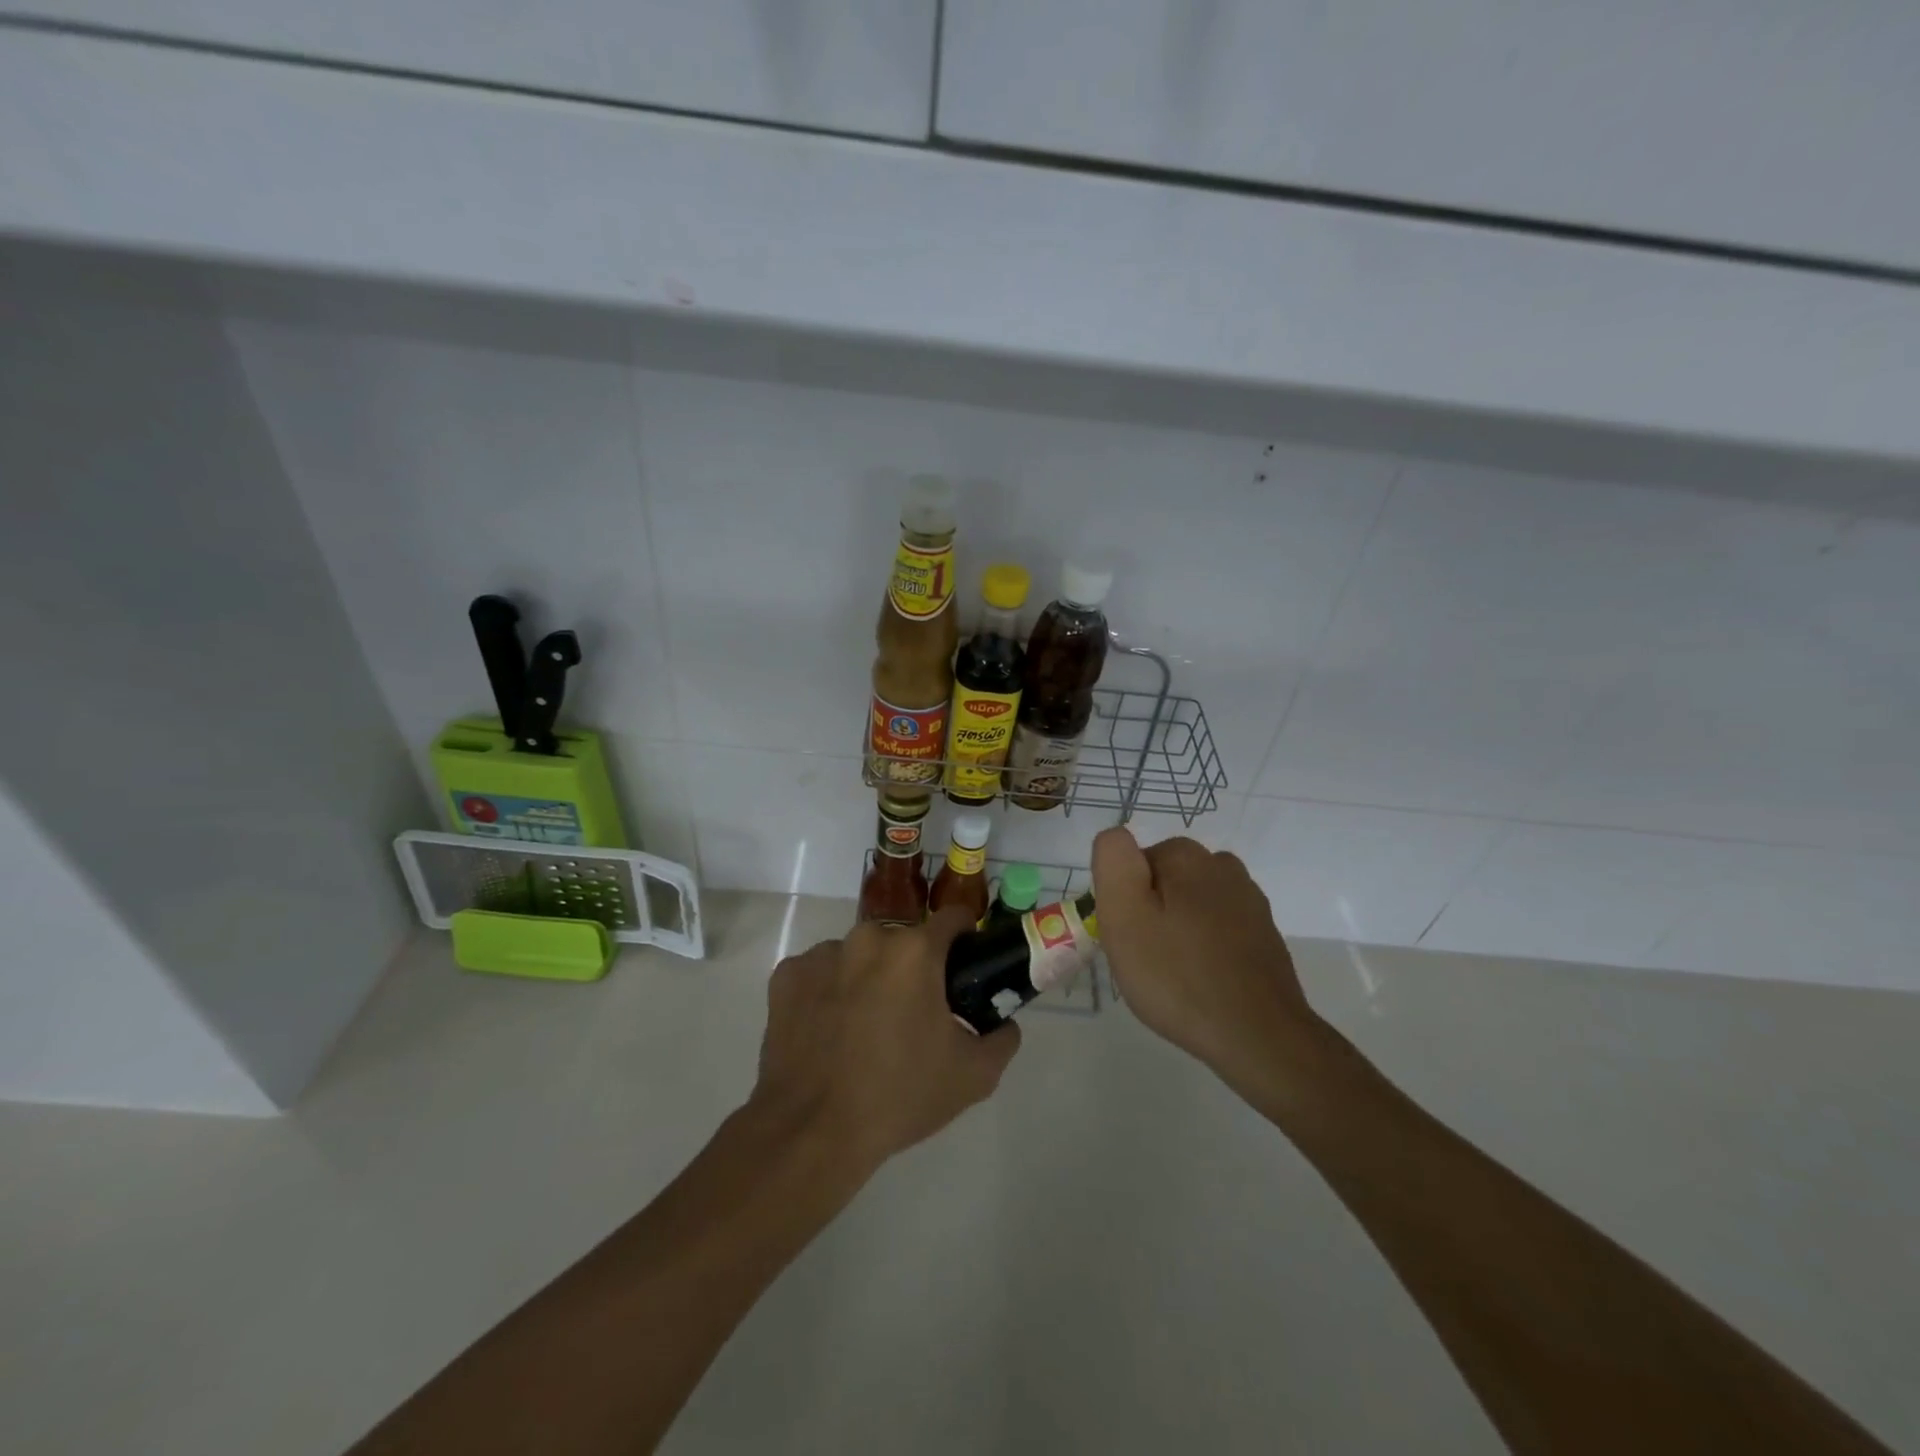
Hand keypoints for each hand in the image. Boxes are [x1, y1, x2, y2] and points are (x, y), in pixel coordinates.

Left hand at [751, 908, 1021, 1172]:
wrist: (812, 1131)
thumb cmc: (900, 1095)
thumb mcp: (973, 1076)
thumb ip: (1002, 1040)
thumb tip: (1006, 1024)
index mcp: (915, 951)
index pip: (952, 918)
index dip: (964, 938)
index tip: (964, 966)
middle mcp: (867, 938)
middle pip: (902, 941)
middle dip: (912, 968)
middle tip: (913, 1013)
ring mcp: (821, 954)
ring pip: (858, 956)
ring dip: (867, 978)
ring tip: (863, 1028)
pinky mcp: (786, 976)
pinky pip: (819, 974)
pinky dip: (827, 993)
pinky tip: (828, 1032)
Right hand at [1093, 828, 1319, 1084]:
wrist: (1258, 1036)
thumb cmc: (1178, 975)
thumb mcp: (1123, 914)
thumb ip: (1113, 862)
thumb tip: (1116, 837)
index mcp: (1186, 856)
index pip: (1133, 864)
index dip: (1123, 900)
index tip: (1129, 935)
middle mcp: (1222, 865)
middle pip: (1164, 881)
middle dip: (1151, 912)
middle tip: (1146, 958)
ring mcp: (1249, 900)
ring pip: (1191, 904)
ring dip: (1178, 928)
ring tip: (1174, 973)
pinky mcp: (1264, 934)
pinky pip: (1218, 928)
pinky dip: (1205, 947)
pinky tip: (1203, 981)